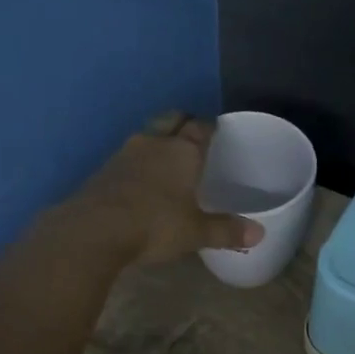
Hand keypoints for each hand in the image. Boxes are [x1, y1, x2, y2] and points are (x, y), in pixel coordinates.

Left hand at [64, 112, 265, 265]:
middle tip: (192, 135)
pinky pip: (127, 158)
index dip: (210, 126)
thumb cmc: (155, 225)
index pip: (201, 126)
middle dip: (182, 123)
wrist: (94, 230)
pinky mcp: (103, 171)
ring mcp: (125, 154)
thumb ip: (226, 231)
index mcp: (182, 151)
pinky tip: (141, 181)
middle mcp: (154, 143)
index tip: (217, 130)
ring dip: (157, 141)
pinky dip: (138, 163)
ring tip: (167, 158)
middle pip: (171, 119)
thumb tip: (259, 234)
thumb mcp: (195, 232)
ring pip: (146, 136)